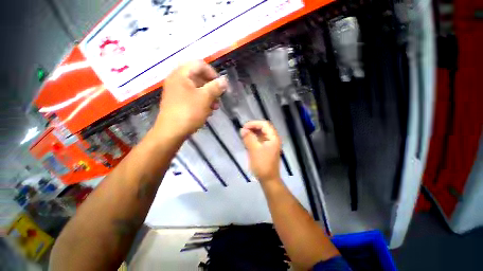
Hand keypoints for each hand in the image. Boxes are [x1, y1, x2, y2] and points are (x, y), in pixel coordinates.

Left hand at [156, 60, 226, 137]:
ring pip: (196, 88)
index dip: (212, 73)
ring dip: (208, 96)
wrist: (171, 132)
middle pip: (198, 77)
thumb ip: (216, 87)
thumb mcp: (205, 98)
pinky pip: (192, 97)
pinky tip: (207, 111)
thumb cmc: (189, 112)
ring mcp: (176, 91)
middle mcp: (177, 80)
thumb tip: (224, 81)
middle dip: (211, 87)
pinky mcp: (177, 102)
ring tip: (215, 107)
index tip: (221, 85)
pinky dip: (201, 101)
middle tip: (219, 97)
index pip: (199, 64)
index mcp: (181, 74)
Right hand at [240, 121, 281, 181]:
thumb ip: (248, 138)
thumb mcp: (254, 150)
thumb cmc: (262, 165)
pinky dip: (254, 138)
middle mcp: (273, 139)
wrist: (268, 179)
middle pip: (264, 128)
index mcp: (273, 138)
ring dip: (253, 132)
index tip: (244, 127)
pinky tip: (248, 140)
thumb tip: (243, 129)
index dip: (254, 124)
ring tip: (244, 135)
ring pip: (262, 133)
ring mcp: (271, 144)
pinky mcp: (267, 148)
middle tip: (244, 131)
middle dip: (253, 127)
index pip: (264, 124)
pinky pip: (261, 139)